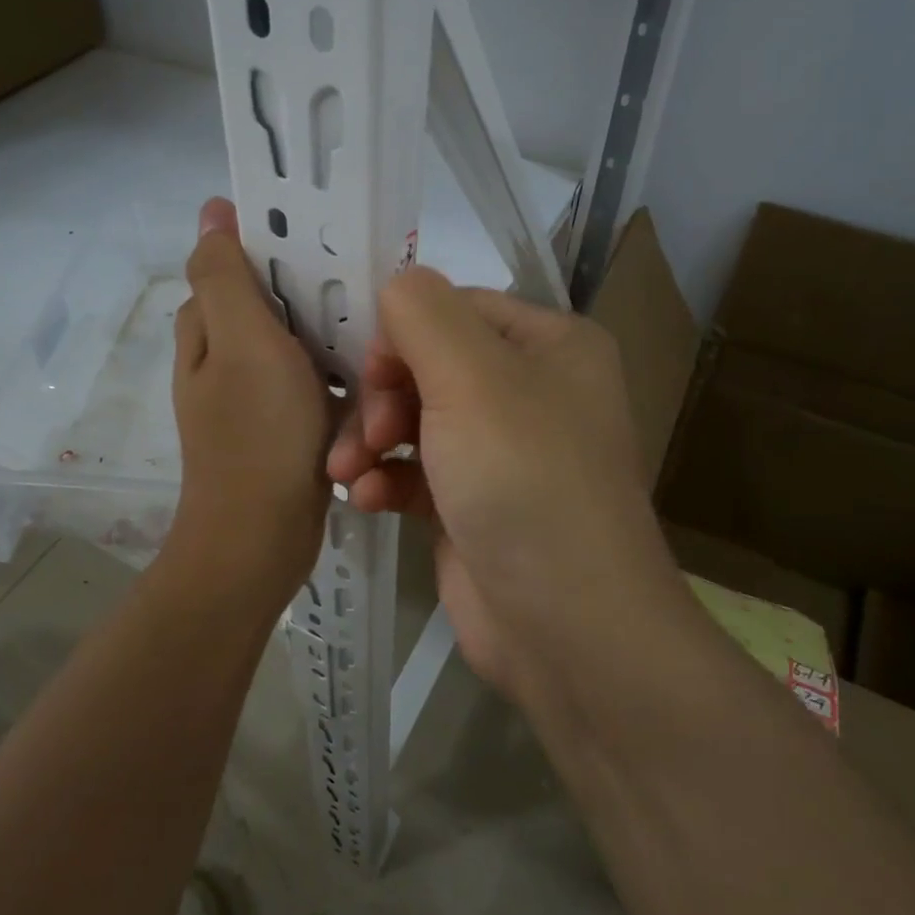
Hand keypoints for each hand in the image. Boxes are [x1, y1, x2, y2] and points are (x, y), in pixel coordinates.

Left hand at [165, 199, 330, 602]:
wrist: (262, 538)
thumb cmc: (257, 433)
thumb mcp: (241, 342)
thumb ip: (226, 276)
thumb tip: (211, 211)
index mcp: (206, 330)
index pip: (235, 263)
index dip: (276, 243)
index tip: (328, 237)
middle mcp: (223, 358)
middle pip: (273, 304)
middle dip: (314, 294)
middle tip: (365, 289)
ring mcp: (253, 395)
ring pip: (299, 346)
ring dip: (331, 341)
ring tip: (376, 334)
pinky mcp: (283, 426)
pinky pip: (314, 386)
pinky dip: (337, 382)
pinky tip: (370, 382)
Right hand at [327, 268, 676, 699]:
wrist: (568, 626)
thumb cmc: (523, 480)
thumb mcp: (471, 376)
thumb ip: (422, 313)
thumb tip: (396, 288)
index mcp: (550, 344)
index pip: (454, 308)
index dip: (402, 333)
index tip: (368, 374)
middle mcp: (533, 390)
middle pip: (429, 363)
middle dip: (382, 396)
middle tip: (364, 435)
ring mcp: (504, 451)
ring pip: (416, 418)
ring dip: (372, 440)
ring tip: (347, 473)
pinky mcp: (476, 503)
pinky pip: (418, 471)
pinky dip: (387, 481)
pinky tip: (364, 501)